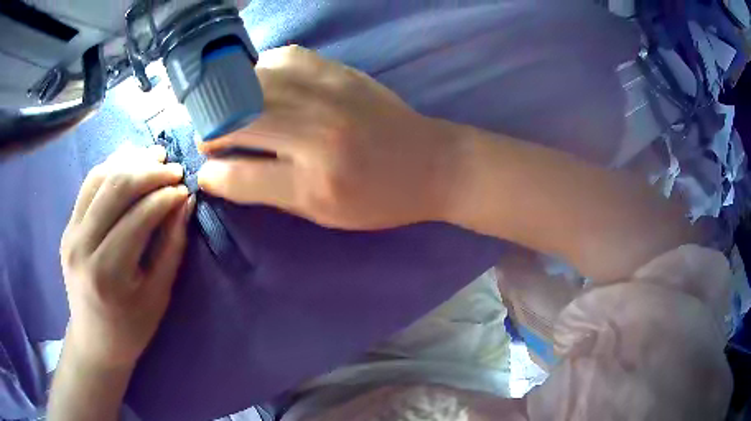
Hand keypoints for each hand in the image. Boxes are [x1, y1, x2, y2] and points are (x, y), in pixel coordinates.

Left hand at [60, 144, 194, 367]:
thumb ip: (171, 246)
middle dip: (149, 171)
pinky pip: (88, 185)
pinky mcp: (68, 227)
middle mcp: (83, 247)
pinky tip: (129, 161)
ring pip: (99, 177)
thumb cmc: (132, 327)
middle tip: (174, 168)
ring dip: (130, 161)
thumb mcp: (158, 294)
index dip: (165, 196)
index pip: (138, 217)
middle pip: (116, 187)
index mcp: (108, 273)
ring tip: (155, 157)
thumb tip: (185, 202)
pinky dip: (111, 167)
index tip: (185, 189)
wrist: (95, 340)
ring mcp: (70, 234)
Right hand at [197, 46, 463, 229]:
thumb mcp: (320, 211)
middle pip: (233, 117)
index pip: (235, 174)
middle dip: (211, 130)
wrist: (433, 162)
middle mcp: (314, 128)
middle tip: (215, 140)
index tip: (208, 172)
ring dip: (230, 99)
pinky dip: (260, 72)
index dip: (211, 174)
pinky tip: (263, 86)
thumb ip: (264, 190)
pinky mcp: (336, 68)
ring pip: (249, 81)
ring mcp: (326, 90)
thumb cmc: (378, 197)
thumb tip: (216, 174)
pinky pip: (280, 57)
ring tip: (233, 112)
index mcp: (312, 179)